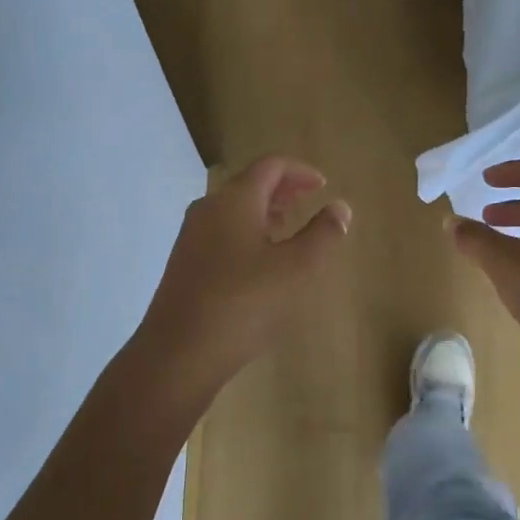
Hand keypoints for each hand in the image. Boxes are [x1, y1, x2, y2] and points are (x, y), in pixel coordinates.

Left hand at [131, 155, 350, 406]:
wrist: (179, 352)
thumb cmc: (244, 303)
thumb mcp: (296, 269)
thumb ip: (323, 234)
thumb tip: (340, 207)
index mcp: (234, 200)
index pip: (270, 166)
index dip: (300, 171)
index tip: (323, 186)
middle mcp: (208, 209)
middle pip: (249, 184)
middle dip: (282, 189)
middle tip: (309, 200)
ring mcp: (191, 237)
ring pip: (233, 210)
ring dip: (264, 211)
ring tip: (289, 226)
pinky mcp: (184, 264)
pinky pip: (221, 232)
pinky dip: (247, 231)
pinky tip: (260, 260)